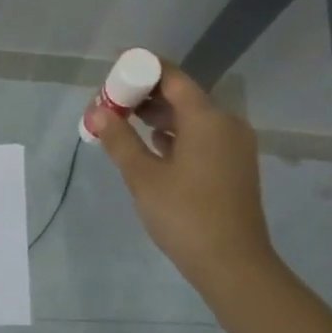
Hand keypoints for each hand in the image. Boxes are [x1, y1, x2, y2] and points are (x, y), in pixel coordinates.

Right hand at [86, 58, 275, 292]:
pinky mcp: (235, 166)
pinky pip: (203, 137)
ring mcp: (234, 146)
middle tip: (111, 102)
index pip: (172, 77)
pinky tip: (154, 145)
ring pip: (193, 118)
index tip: (113, 69)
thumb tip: (96, 111)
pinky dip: (177, 135)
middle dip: (146, 95)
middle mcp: (226, 123)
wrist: (233, 264)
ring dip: (159, 117)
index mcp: (207, 118)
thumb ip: (119, 139)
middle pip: (182, 95)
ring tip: (124, 122)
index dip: (141, 68)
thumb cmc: (185, 216)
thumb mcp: (143, 177)